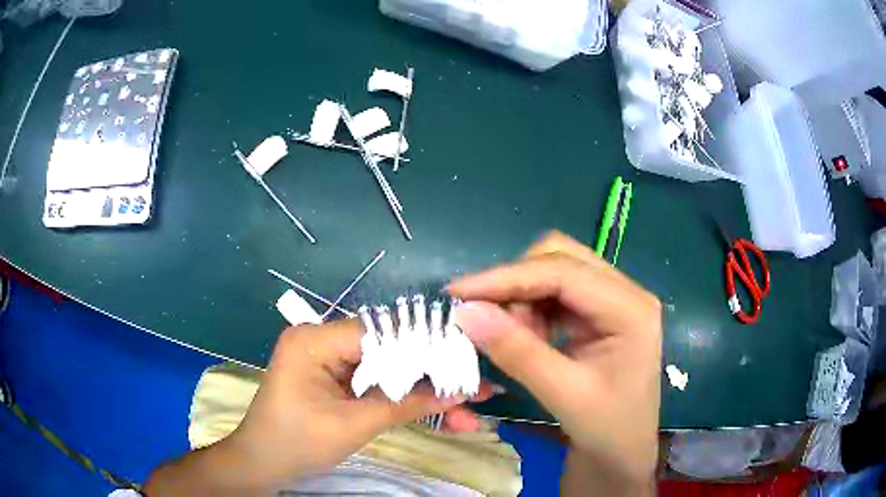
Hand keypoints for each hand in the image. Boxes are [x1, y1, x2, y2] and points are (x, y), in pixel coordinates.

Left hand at [226, 319, 477, 484]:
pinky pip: (377, 382)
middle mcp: (322, 339)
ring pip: (389, 368)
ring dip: (424, 391)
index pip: (381, 332)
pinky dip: (404, 398)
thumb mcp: (353, 425)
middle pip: (390, 350)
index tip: (468, 363)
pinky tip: (439, 412)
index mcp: (314, 339)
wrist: (263, 464)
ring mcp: (329, 359)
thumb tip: (458, 391)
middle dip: (432, 375)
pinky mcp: (335, 377)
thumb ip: (405, 404)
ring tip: (466, 409)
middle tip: (475, 390)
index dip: (426, 347)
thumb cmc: (296, 443)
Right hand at [449, 231, 661, 492]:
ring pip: (554, 271)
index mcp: (630, 309)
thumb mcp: (562, 393)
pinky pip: (555, 292)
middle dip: (516, 283)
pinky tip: (526, 336)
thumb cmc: (605, 427)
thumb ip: (517, 352)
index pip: (564, 272)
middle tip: (485, 319)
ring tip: (511, 337)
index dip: (508, 277)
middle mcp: (625, 292)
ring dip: (522, 298)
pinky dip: (531, 308)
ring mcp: (613, 298)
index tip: (459, 292)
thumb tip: (466, 313)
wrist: (623, 448)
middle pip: (560, 259)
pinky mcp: (599, 310)